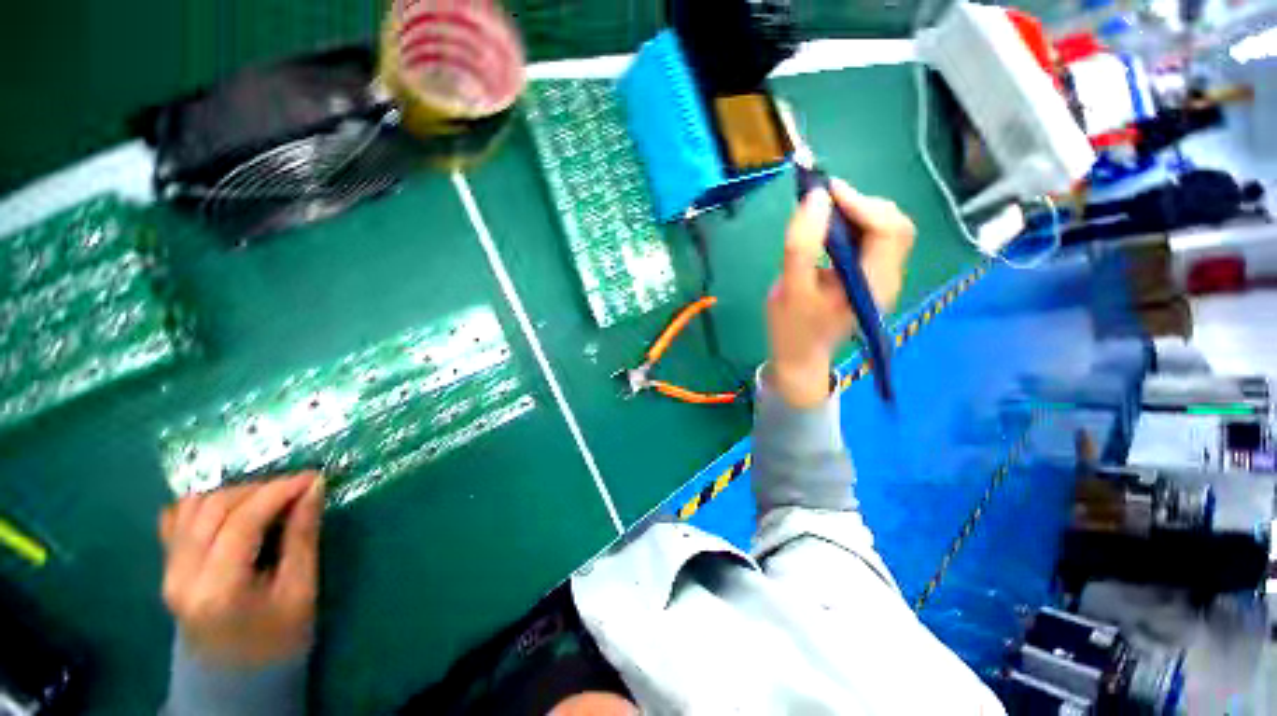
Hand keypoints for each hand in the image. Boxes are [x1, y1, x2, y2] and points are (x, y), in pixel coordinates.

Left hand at [160, 473, 323, 665]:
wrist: (236, 679)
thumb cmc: (278, 638)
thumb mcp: (300, 589)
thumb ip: (302, 536)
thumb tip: (314, 487)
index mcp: (218, 589)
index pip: (242, 521)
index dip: (279, 491)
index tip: (313, 477)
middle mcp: (182, 575)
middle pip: (213, 508)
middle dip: (259, 488)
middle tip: (296, 488)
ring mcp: (168, 571)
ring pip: (192, 507)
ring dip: (234, 493)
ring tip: (268, 499)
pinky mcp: (167, 568)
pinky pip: (177, 519)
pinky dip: (206, 503)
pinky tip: (232, 508)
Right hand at [767, 179, 914, 407]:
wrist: (799, 358)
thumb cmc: (792, 328)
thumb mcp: (790, 289)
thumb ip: (802, 245)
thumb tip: (816, 197)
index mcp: (874, 283)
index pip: (888, 227)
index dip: (859, 202)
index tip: (823, 191)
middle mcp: (887, 277)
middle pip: (893, 224)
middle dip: (860, 204)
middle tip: (823, 203)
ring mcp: (881, 277)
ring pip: (885, 229)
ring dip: (857, 213)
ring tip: (823, 214)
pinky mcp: (869, 277)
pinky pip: (872, 240)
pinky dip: (853, 226)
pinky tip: (829, 231)